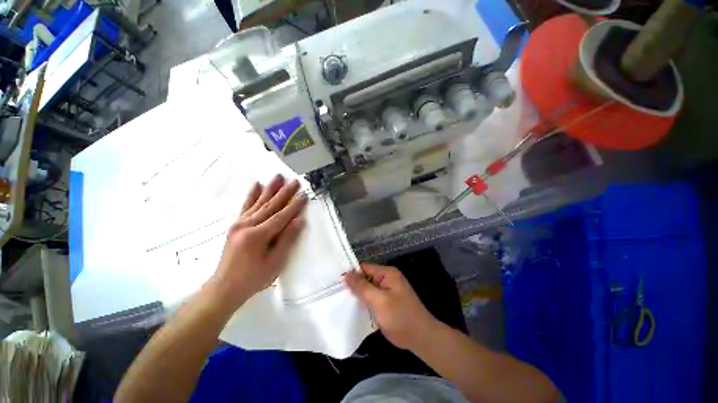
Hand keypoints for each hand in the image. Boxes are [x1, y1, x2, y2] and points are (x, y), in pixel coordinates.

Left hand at [208, 174, 306, 311]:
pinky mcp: (236, 225)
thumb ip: (287, 239)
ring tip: (278, 176)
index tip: (304, 194)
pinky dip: (252, 194)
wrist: (224, 287)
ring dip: (270, 188)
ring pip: (259, 202)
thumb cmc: (253, 278)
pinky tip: (256, 184)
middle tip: (295, 180)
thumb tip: (299, 220)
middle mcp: (247, 225)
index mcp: (258, 235)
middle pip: (271, 205)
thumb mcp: (275, 262)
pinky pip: (246, 206)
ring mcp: (239, 223)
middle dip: (285, 192)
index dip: (294, 205)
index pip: (281, 216)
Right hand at [344, 264, 438, 350]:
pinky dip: (364, 301)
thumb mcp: (379, 301)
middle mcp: (387, 278)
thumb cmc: (400, 318)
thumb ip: (362, 287)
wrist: (421, 338)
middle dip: (353, 285)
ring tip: (340, 300)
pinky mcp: (387, 300)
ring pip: (368, 288)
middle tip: (335, 293)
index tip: (335, 282)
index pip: (364, 267)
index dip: (351, 274)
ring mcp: (388, 290)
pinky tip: (353, 307)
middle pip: (365, 277)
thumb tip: (346, 274)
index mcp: (387, 273)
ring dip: (358, 294)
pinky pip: (372, 297)